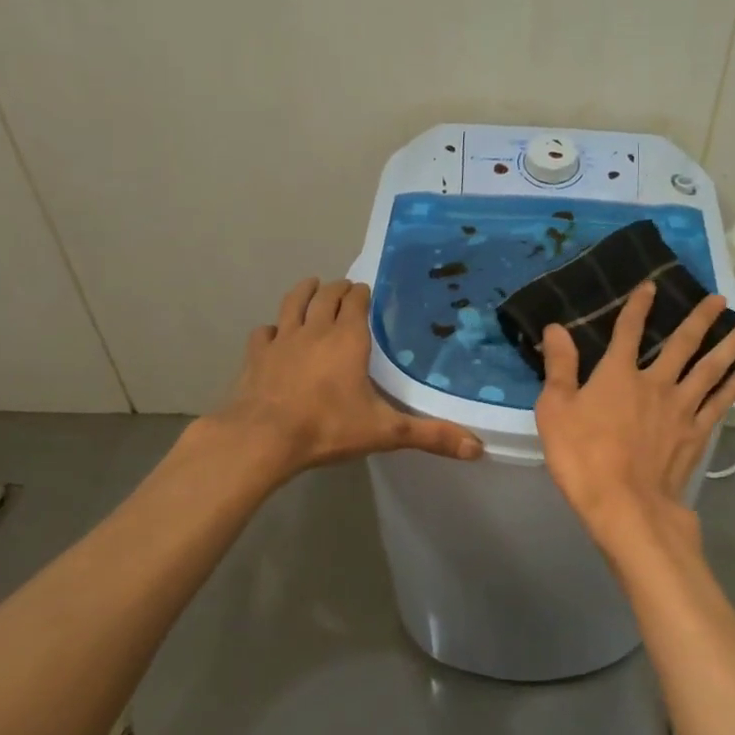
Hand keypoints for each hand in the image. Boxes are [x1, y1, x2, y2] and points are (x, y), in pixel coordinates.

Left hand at [207, 278, 483, 475]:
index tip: (367, 292)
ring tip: (311, 286)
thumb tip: (478, 448)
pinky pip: (264, 332)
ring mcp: (282, 341)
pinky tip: (274, 335)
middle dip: (337, 289)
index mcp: (348, 338)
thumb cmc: (328, 427)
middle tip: (345, 289)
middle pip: (326, 296)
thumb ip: (431, 436)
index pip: (356, 301)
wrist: (262, 439)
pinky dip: (272, 329)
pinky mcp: (256, 356)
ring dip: (304, 292)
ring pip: (293, 304)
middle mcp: (315, 330)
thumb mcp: (386, 432)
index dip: (362, 293)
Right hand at [535, 282, 734, 560]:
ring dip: (729, 346)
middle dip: (700, 318)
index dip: (638, 306)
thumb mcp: (555, 410)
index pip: (628, 331)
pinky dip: (732, 387)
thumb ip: (560, 367)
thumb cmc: (583, 457)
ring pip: (710, 369)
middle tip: (720, 299)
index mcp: (618, 374)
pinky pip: (718, 404)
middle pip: (682, 343)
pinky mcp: (695, 434)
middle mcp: (655, 383)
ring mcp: (681, 409)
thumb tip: (557, 327)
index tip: (651, 285)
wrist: (625, 504)